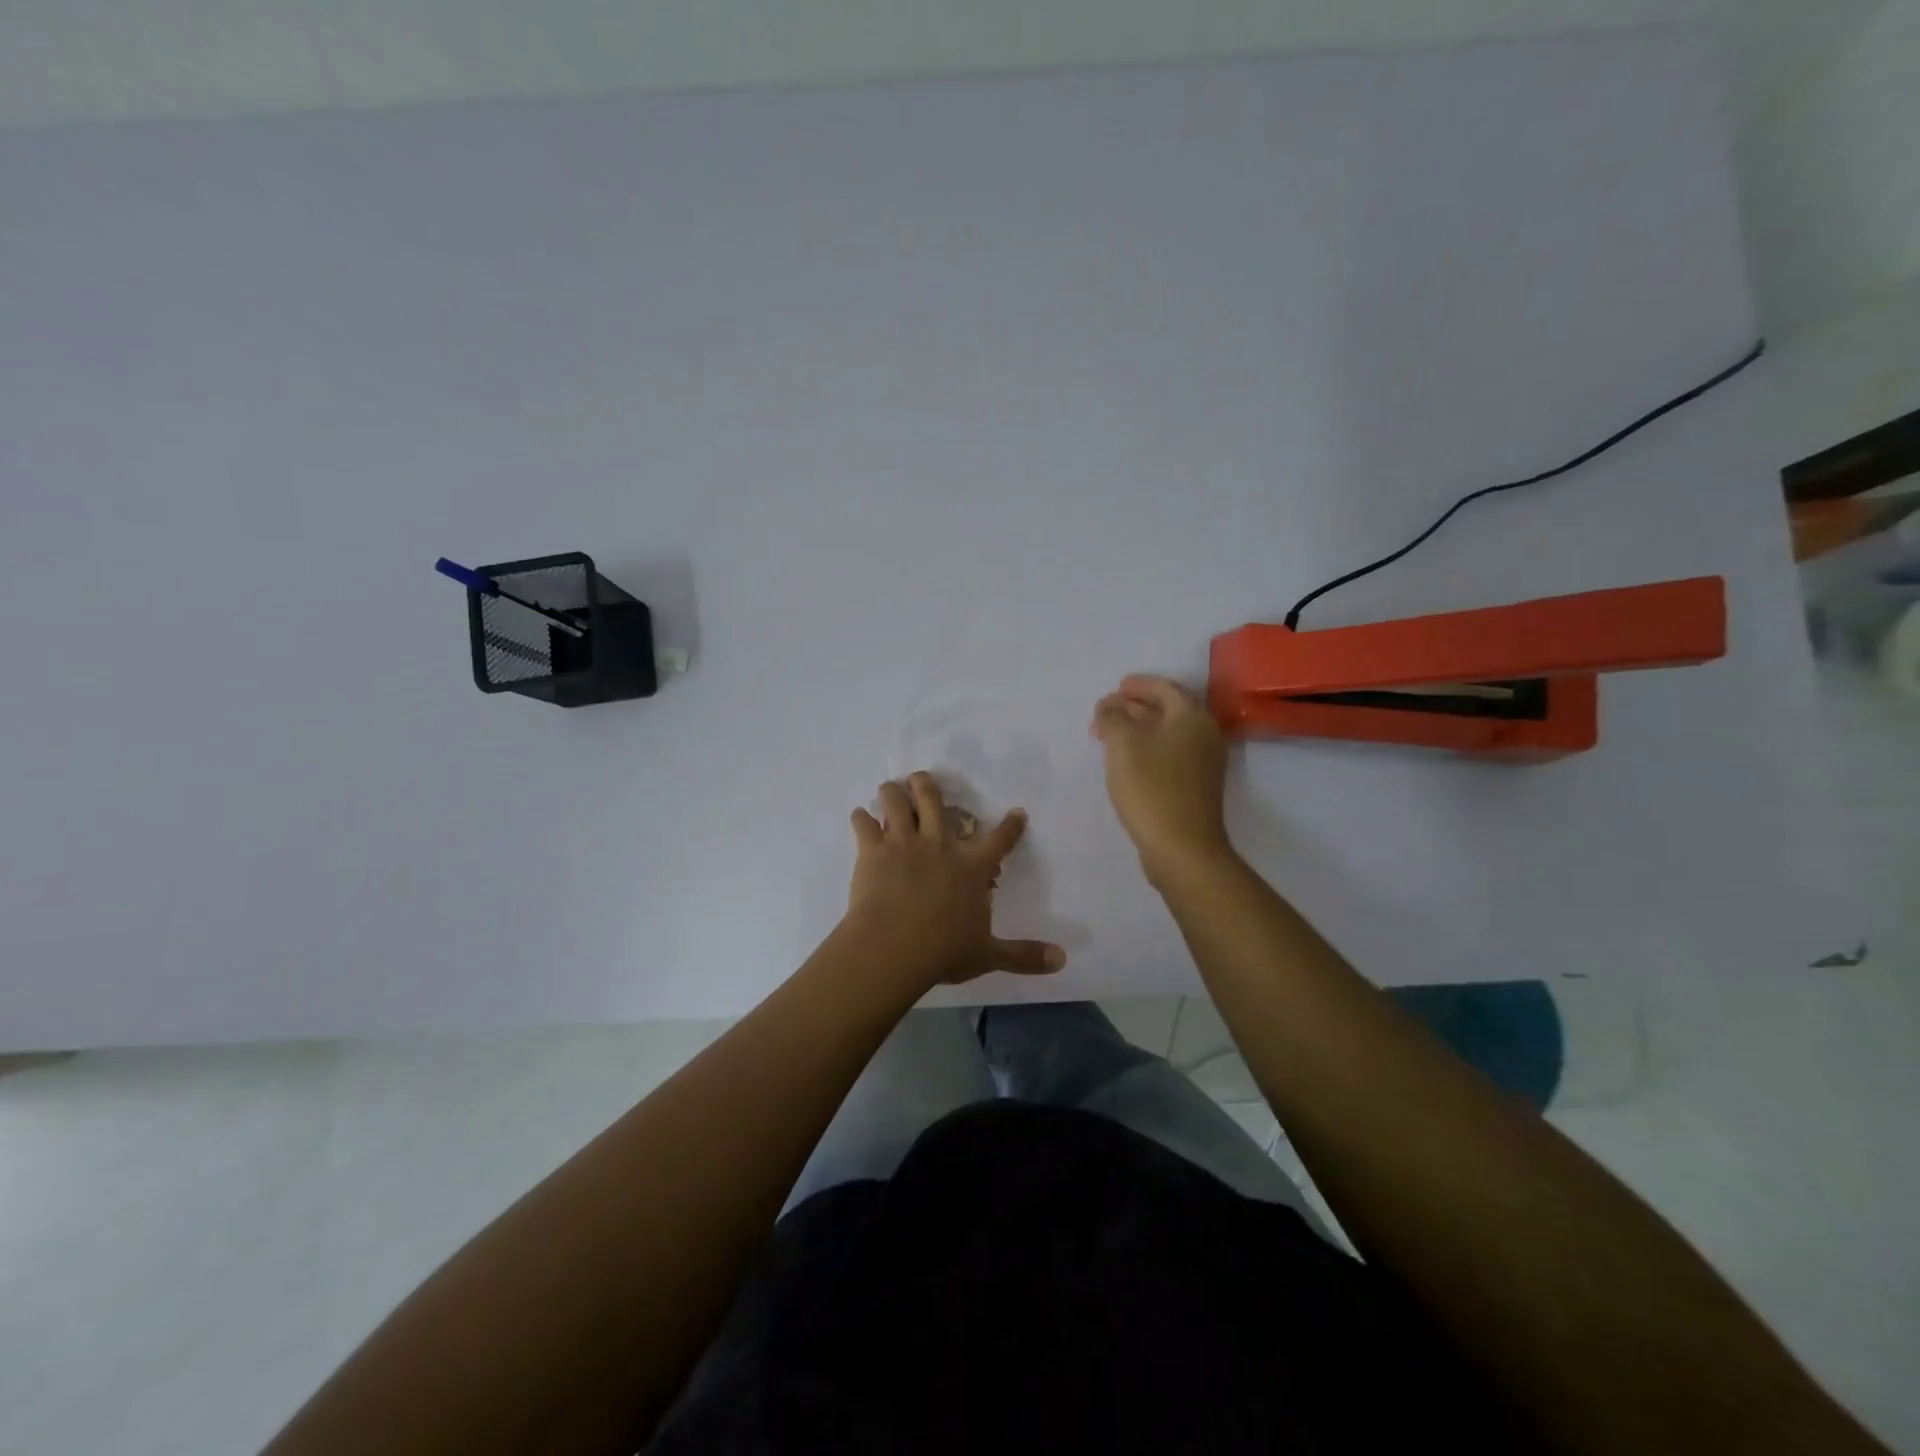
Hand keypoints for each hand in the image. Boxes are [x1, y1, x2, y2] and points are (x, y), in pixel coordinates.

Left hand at [845, 773, 1066, 989]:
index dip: (1011, 826)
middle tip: (922, 779)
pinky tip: (859, 816)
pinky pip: (863, 824)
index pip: (999, 840)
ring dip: (893, 792)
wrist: (894, 947)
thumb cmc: (943, 950)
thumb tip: (1062, 960)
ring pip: (895, 802)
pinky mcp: (872, 851)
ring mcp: (903, 843)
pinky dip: (860, 817)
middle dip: (927, 785)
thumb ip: (1023, 955)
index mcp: (971, 867)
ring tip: (890, 788)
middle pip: (934, 800)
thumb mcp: (988, 954)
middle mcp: (939, 844)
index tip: (1017, 812)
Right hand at [1091, 675, 1234, 882]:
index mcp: (1192, 717)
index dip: (1139, 684)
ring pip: (1168, 734)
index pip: (1165, 687)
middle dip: (1134, 707)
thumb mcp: (1123, 745)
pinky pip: (1170, 755)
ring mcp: (1204, 763)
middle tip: (1105, 711)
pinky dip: (1148, 749)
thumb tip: (1109, 705)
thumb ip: (1112, 717)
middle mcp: (1204, 735)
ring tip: (1109, 735)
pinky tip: (1126, 761)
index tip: (1116, 686)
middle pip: (1168, 709)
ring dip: (1139, 729)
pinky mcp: (1196, 786)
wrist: (1182, 848)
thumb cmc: (1152, 788)